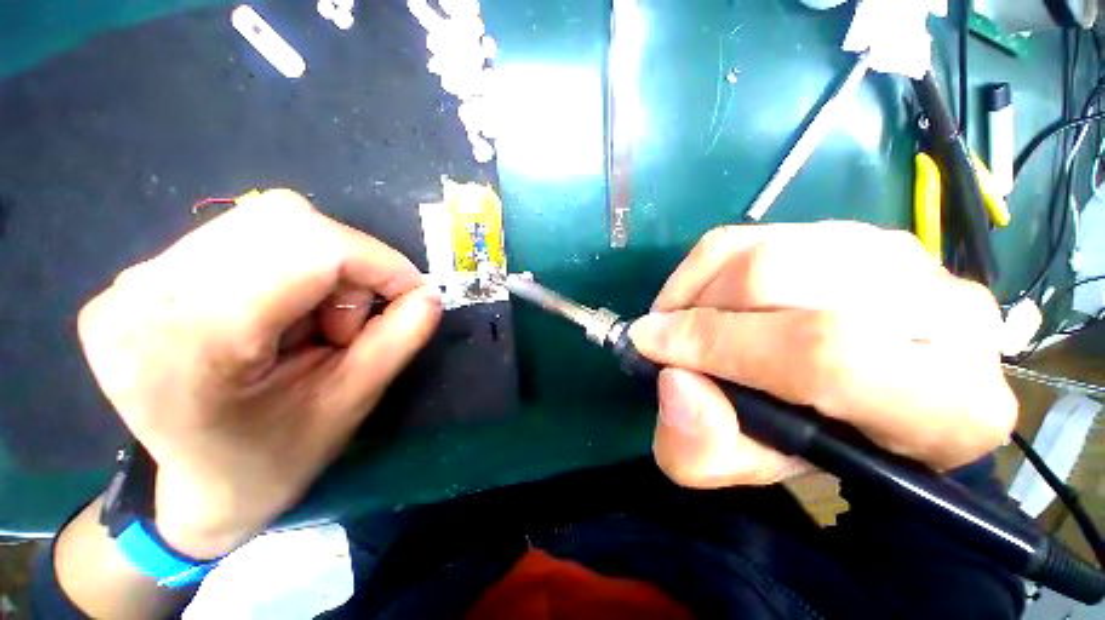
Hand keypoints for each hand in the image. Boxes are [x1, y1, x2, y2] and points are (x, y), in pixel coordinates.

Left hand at [77, 190, 440, 557]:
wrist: (197, 488)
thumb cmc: (276, 459)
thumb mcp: (353, 401)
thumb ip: (400, 338)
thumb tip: (429, 293)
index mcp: (195, 342)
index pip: (310, 247)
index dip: (379, 261)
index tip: (411, 293)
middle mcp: (145, 296)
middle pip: (285, 219)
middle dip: (349, 261)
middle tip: (351, 318)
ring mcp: (131, 283)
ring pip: (267, 221)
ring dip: (319, 265)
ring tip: (313, 322)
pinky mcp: (138, 280)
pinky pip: (242, 236)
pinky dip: (289, 265)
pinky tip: (280, 313)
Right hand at [630, 222, 1016, 487]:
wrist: (852, 399)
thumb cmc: (807, 446)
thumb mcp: (743, 468)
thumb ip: (701, 449)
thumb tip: (674, 380)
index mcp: (944, 405)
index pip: (822, 352)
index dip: (717, 343)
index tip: (650, 344)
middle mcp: (946, 314)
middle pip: (785, 280)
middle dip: (701, 312)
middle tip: (666, 336)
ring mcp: (905, 259)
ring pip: (766, 250)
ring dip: (701, 288)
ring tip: (688, 321)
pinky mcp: (855, 233)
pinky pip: (757, 234)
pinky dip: (708, 267)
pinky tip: (705, 298)